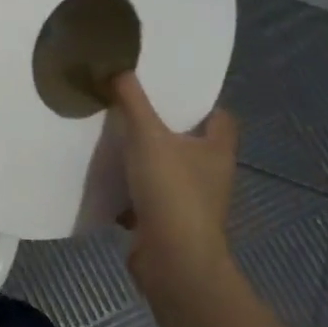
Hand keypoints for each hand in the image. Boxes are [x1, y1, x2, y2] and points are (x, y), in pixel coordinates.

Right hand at [108, 73, 238, 291]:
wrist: (173, 261)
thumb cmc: (172, 191)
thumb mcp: (147, 136)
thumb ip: (132, 100)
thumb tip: (117, 66)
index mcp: (217, 149)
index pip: (220, 116)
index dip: (200, 102)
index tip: (168, 89)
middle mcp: (210, 174)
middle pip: (190, 142)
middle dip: (163, 127)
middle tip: (132, 105)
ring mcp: (191, 201)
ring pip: (167, 169)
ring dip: (144, 158)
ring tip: (113, 136)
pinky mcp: (169, 222)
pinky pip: (148, 196)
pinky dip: (131, 188)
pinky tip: (107, 176)